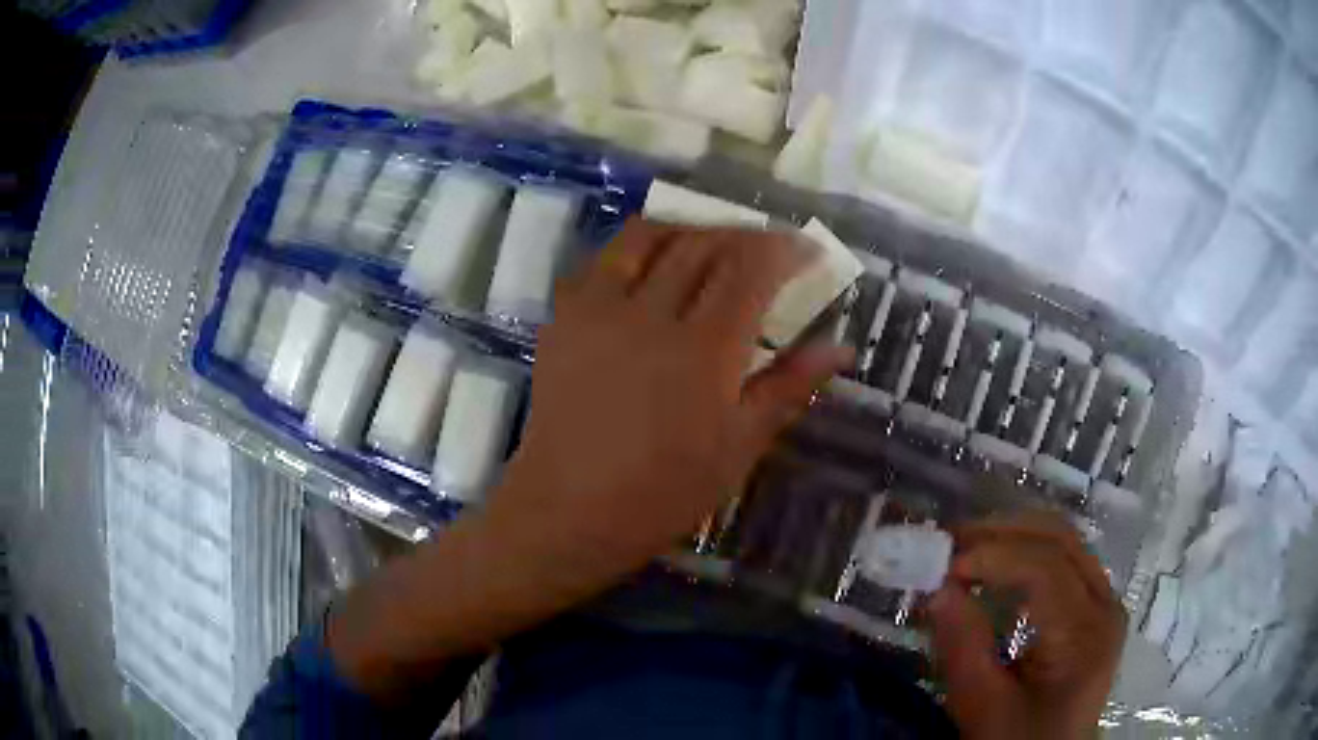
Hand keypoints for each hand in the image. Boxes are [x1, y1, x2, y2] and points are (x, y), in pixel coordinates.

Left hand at [489, 218, 848, 579]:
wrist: (570, 510)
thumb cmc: (663, 491)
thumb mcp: (739, 446)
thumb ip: (790, 386)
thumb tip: (842, 347)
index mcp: (704, 349)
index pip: (750, 268)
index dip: (784, 249)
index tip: (807, 251)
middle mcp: (650, 313)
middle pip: (703, 244)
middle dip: (743, 236)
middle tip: (766, 251)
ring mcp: (598, 310)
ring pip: (648, 236)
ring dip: (688, 230)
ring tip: (710, 247)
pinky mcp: (563, 318)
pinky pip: (602, 260)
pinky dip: (635, 250)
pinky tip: (649, 270)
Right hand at [927, 515, 1125, 739]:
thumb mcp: (984, 709)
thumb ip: (963, 651)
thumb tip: (938, 590)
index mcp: (1085, 634)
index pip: (1046, 568)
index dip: (993, 556)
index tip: (943, 567)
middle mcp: (1105, 604)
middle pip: (1061, 540)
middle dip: (1004, 532)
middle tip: (952, 540)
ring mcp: (1104, 602)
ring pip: (1065, 542)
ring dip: (1015, 535)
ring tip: (968, 546)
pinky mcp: (1095, 607)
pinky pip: (1066, 561)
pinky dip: (1028, 552)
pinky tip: (998, 567)